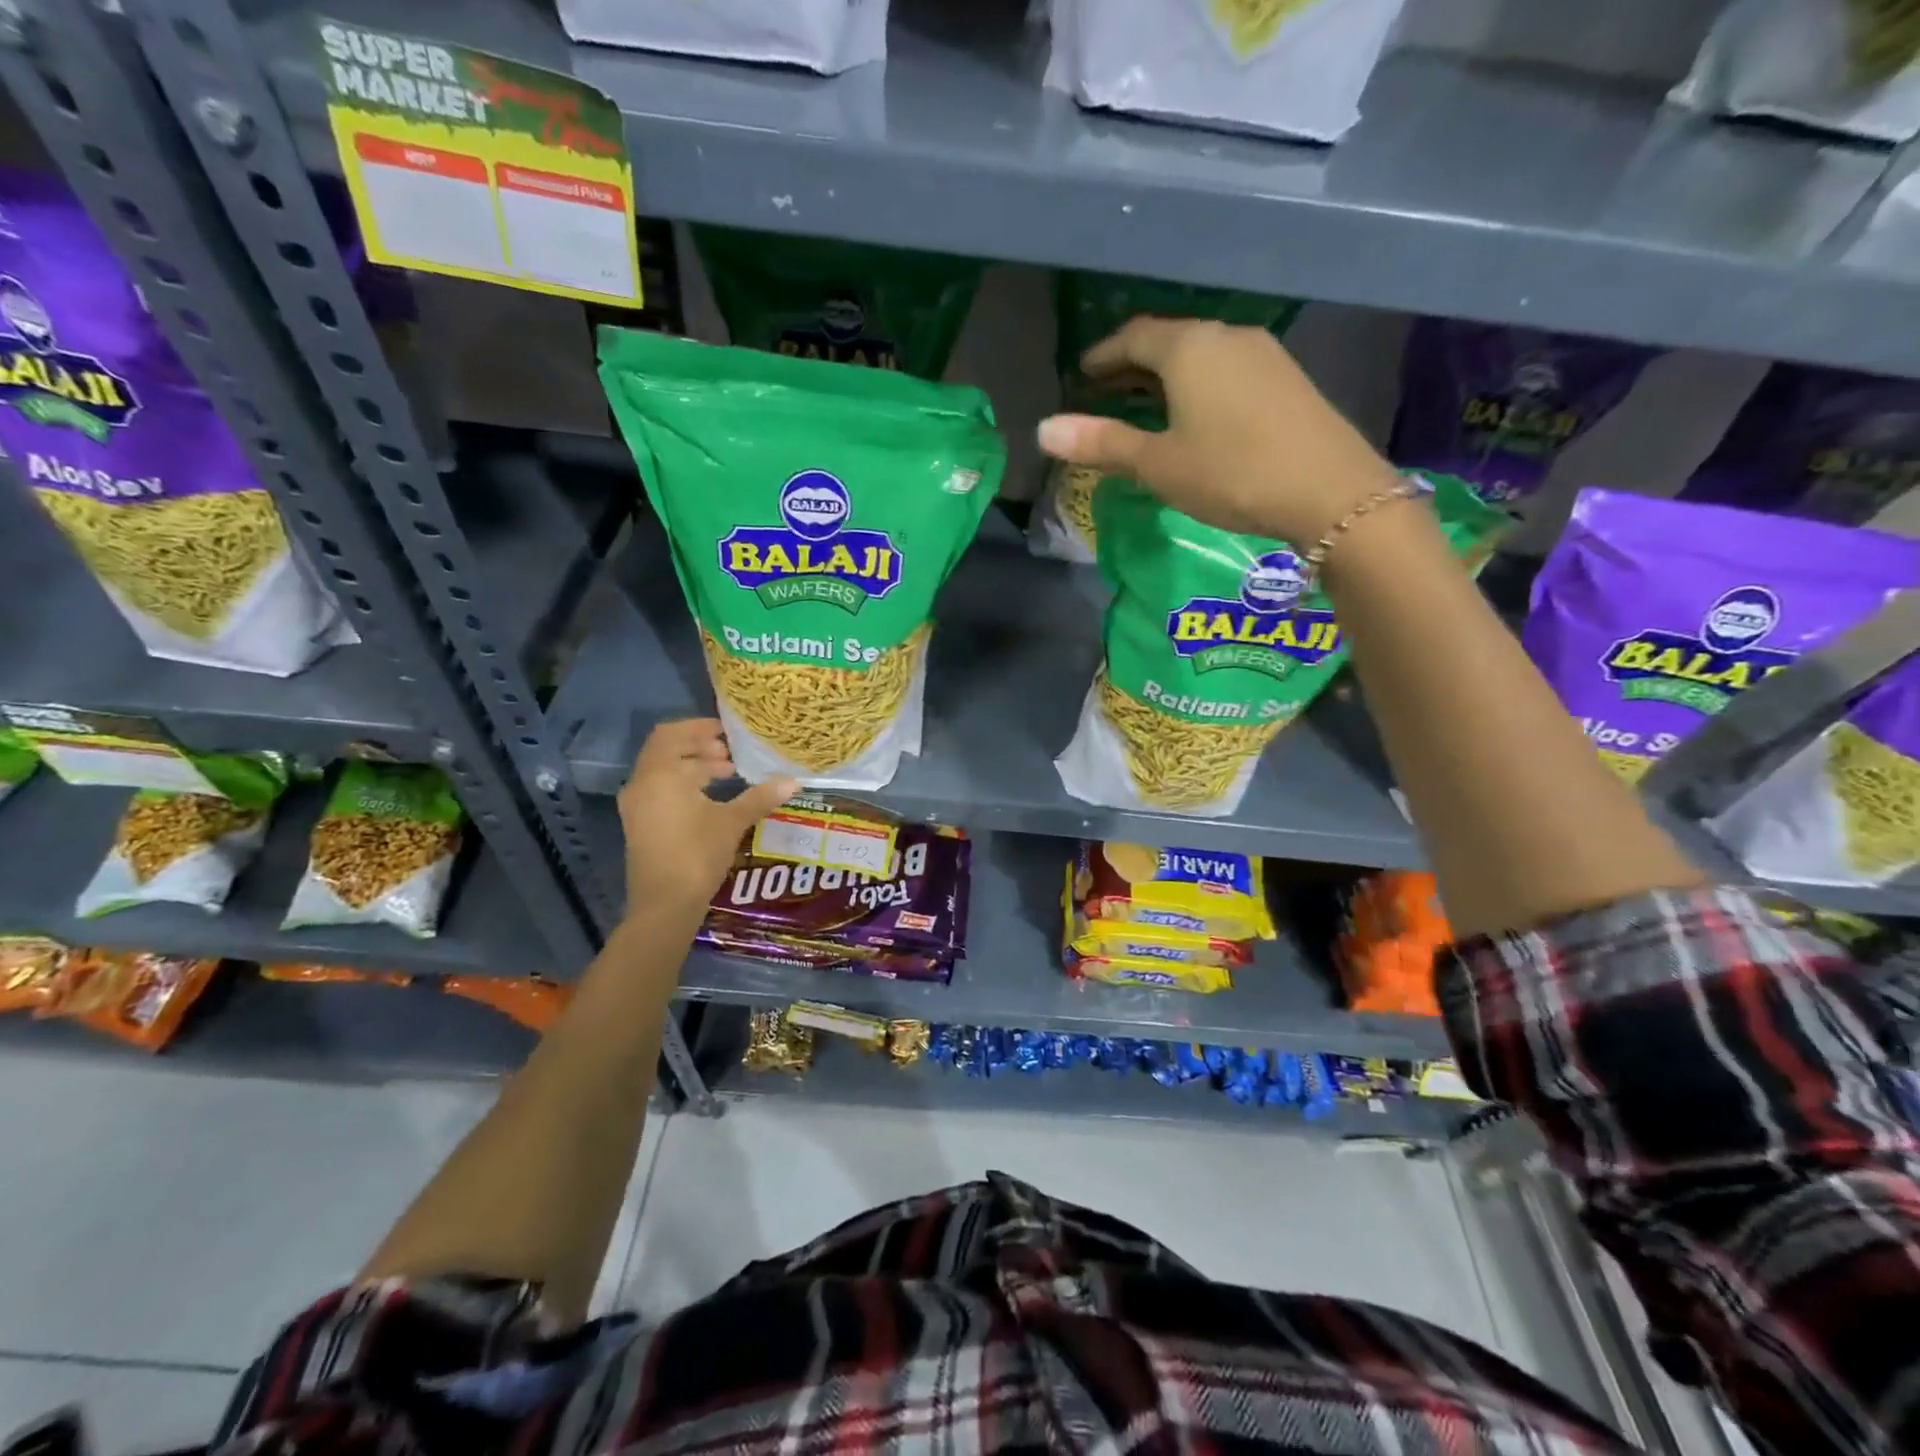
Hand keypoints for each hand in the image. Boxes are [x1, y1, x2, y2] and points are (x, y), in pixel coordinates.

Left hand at [618, 719, 797, 914]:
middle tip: (730, 753)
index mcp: (661, 774)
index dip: (700, 728)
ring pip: (663, 771)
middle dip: (698, 747)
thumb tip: (794, 782)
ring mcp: (636, 805)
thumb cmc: (697, 854)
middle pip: (666, 750)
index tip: (728, 732)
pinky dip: (683, 784)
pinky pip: (660, 789)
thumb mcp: (732, 822)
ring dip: (692, 766)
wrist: (663, 905)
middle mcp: (642, 783)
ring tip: (726, 774)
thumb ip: (760, 797)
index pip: (674, 735)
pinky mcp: (639, 824)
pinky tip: (710, 799)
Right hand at [1036, 318, 1398, 545]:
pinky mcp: (1285, 378)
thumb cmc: (1231, 473)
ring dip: (1166, 376)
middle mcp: (1226, 336)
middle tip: (1103, 391)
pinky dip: (1197, 385)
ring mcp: (1262, 354)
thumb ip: (1103, 443)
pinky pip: (1226, 369)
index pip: (1134, 337)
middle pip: (1169, 341)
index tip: (1081, 374)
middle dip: (1132, 364)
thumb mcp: (1158, 463)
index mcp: (1189, 348)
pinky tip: (1193, 414)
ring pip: (1200, 355)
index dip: (1103, 355)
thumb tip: (1044, 429)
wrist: (1330, 490)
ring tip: (1142, 404)